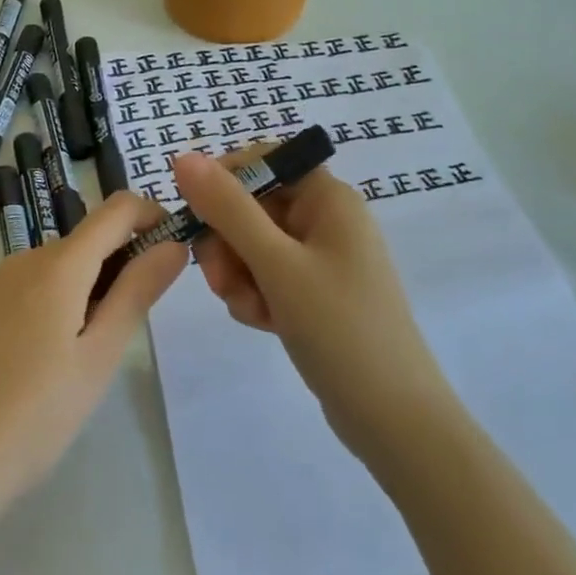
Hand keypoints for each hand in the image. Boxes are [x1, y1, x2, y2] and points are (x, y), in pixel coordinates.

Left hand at [0, 191, 186, 511]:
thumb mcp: (100, 356)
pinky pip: (28, 285)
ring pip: (57, 265)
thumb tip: (173, 244)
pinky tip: (48, 356)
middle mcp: (22, 260)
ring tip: (90, 351)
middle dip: (122, 263)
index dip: (152, 216)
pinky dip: (56, 299)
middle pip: (86, 240)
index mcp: (57, 265)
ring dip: (89, 285)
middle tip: (133, 326)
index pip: (116, 209)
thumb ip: (137, 292)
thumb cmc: (36, 414)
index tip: (173, 252)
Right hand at [172, 150, 449, 457]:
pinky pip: (266, 276)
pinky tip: (264, 323)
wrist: (392, 417)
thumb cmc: (338, 328)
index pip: (263, 160)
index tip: (197, 217)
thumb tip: (183, 156)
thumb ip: (228, 208)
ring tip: (250, 309)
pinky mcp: (314, 293)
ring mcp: (320, 259)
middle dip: (227, 242)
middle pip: (251, 206)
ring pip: (251, 245)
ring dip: (237, 274)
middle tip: (220, 279)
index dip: (224, 181)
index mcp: (328, 198)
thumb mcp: (276, 264)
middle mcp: (326, 219)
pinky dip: (255, 295)